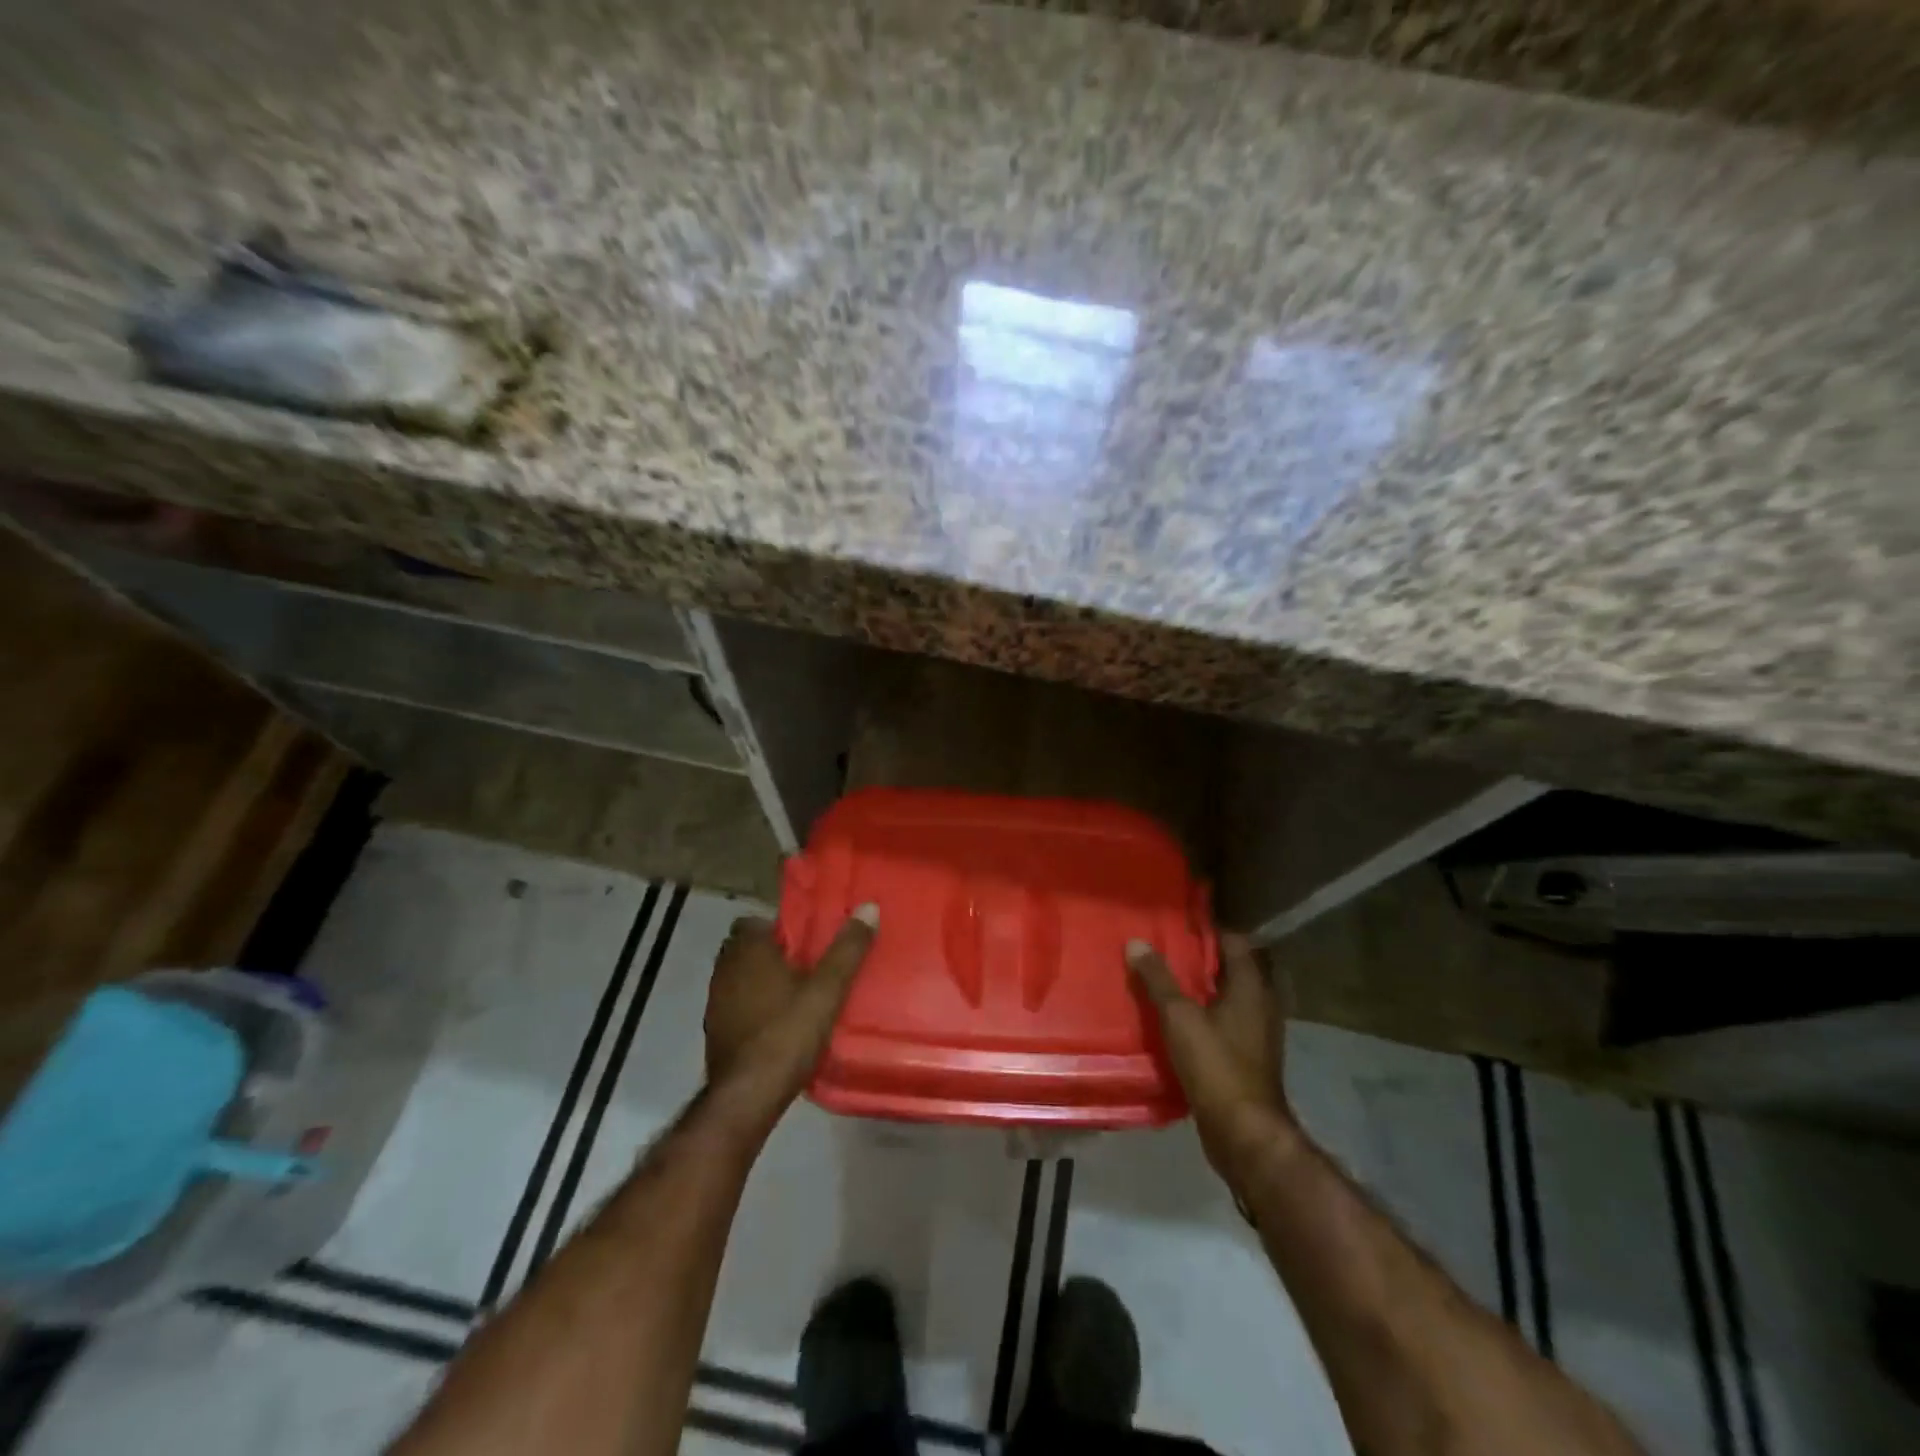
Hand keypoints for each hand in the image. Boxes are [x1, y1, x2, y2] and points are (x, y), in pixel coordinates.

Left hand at [704, 905, 878, 1126]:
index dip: (779, 927)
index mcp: (748, 952)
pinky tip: (777, 1023)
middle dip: (772, 953)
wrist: (748, 1096)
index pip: (755, 922)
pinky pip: (736, 1005)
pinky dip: (753, 1007)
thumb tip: (868, 907)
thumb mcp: (827, 990)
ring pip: (740, 978)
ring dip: (761, 981)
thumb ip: (847, 949)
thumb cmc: (787, 1034)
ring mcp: (716, 1004)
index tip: (806, 939)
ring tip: (796, 993)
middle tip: (806, 964)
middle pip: (746, 949)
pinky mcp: (715, 1033)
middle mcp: (725, 971)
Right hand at [1127, 933, 1293, 1184]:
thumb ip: (1158, 979)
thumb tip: (1136, 942)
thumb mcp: (1179, 1017)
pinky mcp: (1246, 1058)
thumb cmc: (1216, 1065)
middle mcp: (1260, 1005)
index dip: (1208, 929)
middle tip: (1164, 948)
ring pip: (1226, 998)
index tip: (1177, 922)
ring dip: (1199, 988)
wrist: (1244, 1133)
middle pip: (1231, 969)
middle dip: (1200, 958)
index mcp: (1251, 987)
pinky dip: (1202, 1016)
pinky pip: (1222, 1024)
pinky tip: (1173, 1020)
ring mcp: (1256, 1034)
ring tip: (1162, 980)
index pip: (1235, 941)